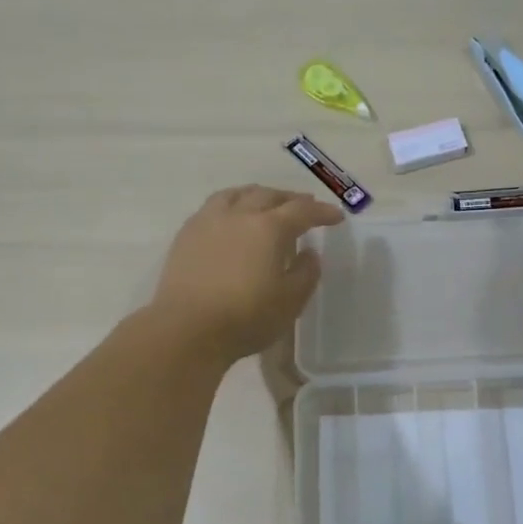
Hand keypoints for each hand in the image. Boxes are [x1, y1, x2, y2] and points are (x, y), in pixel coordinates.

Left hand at [151, 186, 343, 359]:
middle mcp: (239, 214)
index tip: (336, 217)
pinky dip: (231, 204)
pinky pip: (213, 206)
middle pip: (269, 195)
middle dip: (291, 199)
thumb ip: (306, 273)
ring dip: (258, 194)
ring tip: (265, 202)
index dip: (321, 212)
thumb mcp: (290, 301)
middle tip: (304, 206)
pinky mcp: (187, 234)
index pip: (302, 211)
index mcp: (269, 228)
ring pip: (237, 194)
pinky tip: (231, 218)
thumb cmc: (246, 317)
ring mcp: (209, 221)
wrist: (186, 329)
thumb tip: (309, 253)